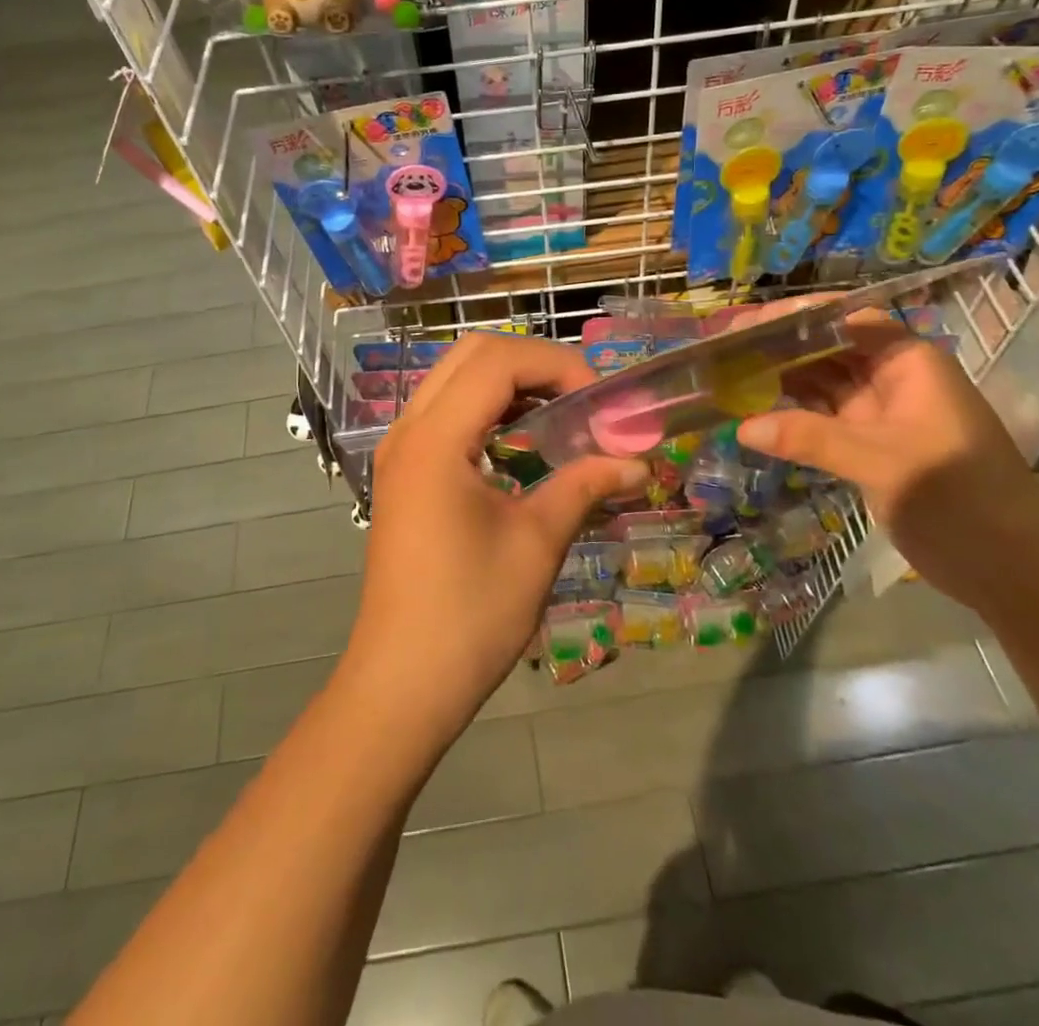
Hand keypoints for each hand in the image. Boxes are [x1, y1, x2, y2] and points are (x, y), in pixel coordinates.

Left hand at [345, 334, 645, 749]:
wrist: (403, 683)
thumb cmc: (471, 614)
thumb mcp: (537, 543)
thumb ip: (584, 486)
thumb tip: (638, 463)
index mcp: (436, 439)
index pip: (498, 361)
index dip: (556, 365)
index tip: (600, 402)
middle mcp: (409, 431)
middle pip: (471, 355)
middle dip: (533, 363)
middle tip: (581, 398)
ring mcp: (400, 451)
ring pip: (455, 379)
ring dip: (509, 383)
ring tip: (559, 416)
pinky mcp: (403, 474)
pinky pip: (446, 413)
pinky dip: (487, 409)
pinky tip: (522, 443)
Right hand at [735, 312, 1038, 611]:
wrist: (1016, 572)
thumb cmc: (960, 500)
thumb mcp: (883, 463)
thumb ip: (811, 439)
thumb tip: (743, 426)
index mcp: (908, 364)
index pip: (845, 321)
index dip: (796, 318)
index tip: (745, 326)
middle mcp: (893, 381)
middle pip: (828, 350)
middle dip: (779, 349)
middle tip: (722, 354)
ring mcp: (881, 417)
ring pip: (822, 386)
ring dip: (780, 383)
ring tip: (728, 379)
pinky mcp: (870, 449)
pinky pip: (823, 422)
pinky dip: (791, 419)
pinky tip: (754, 418)